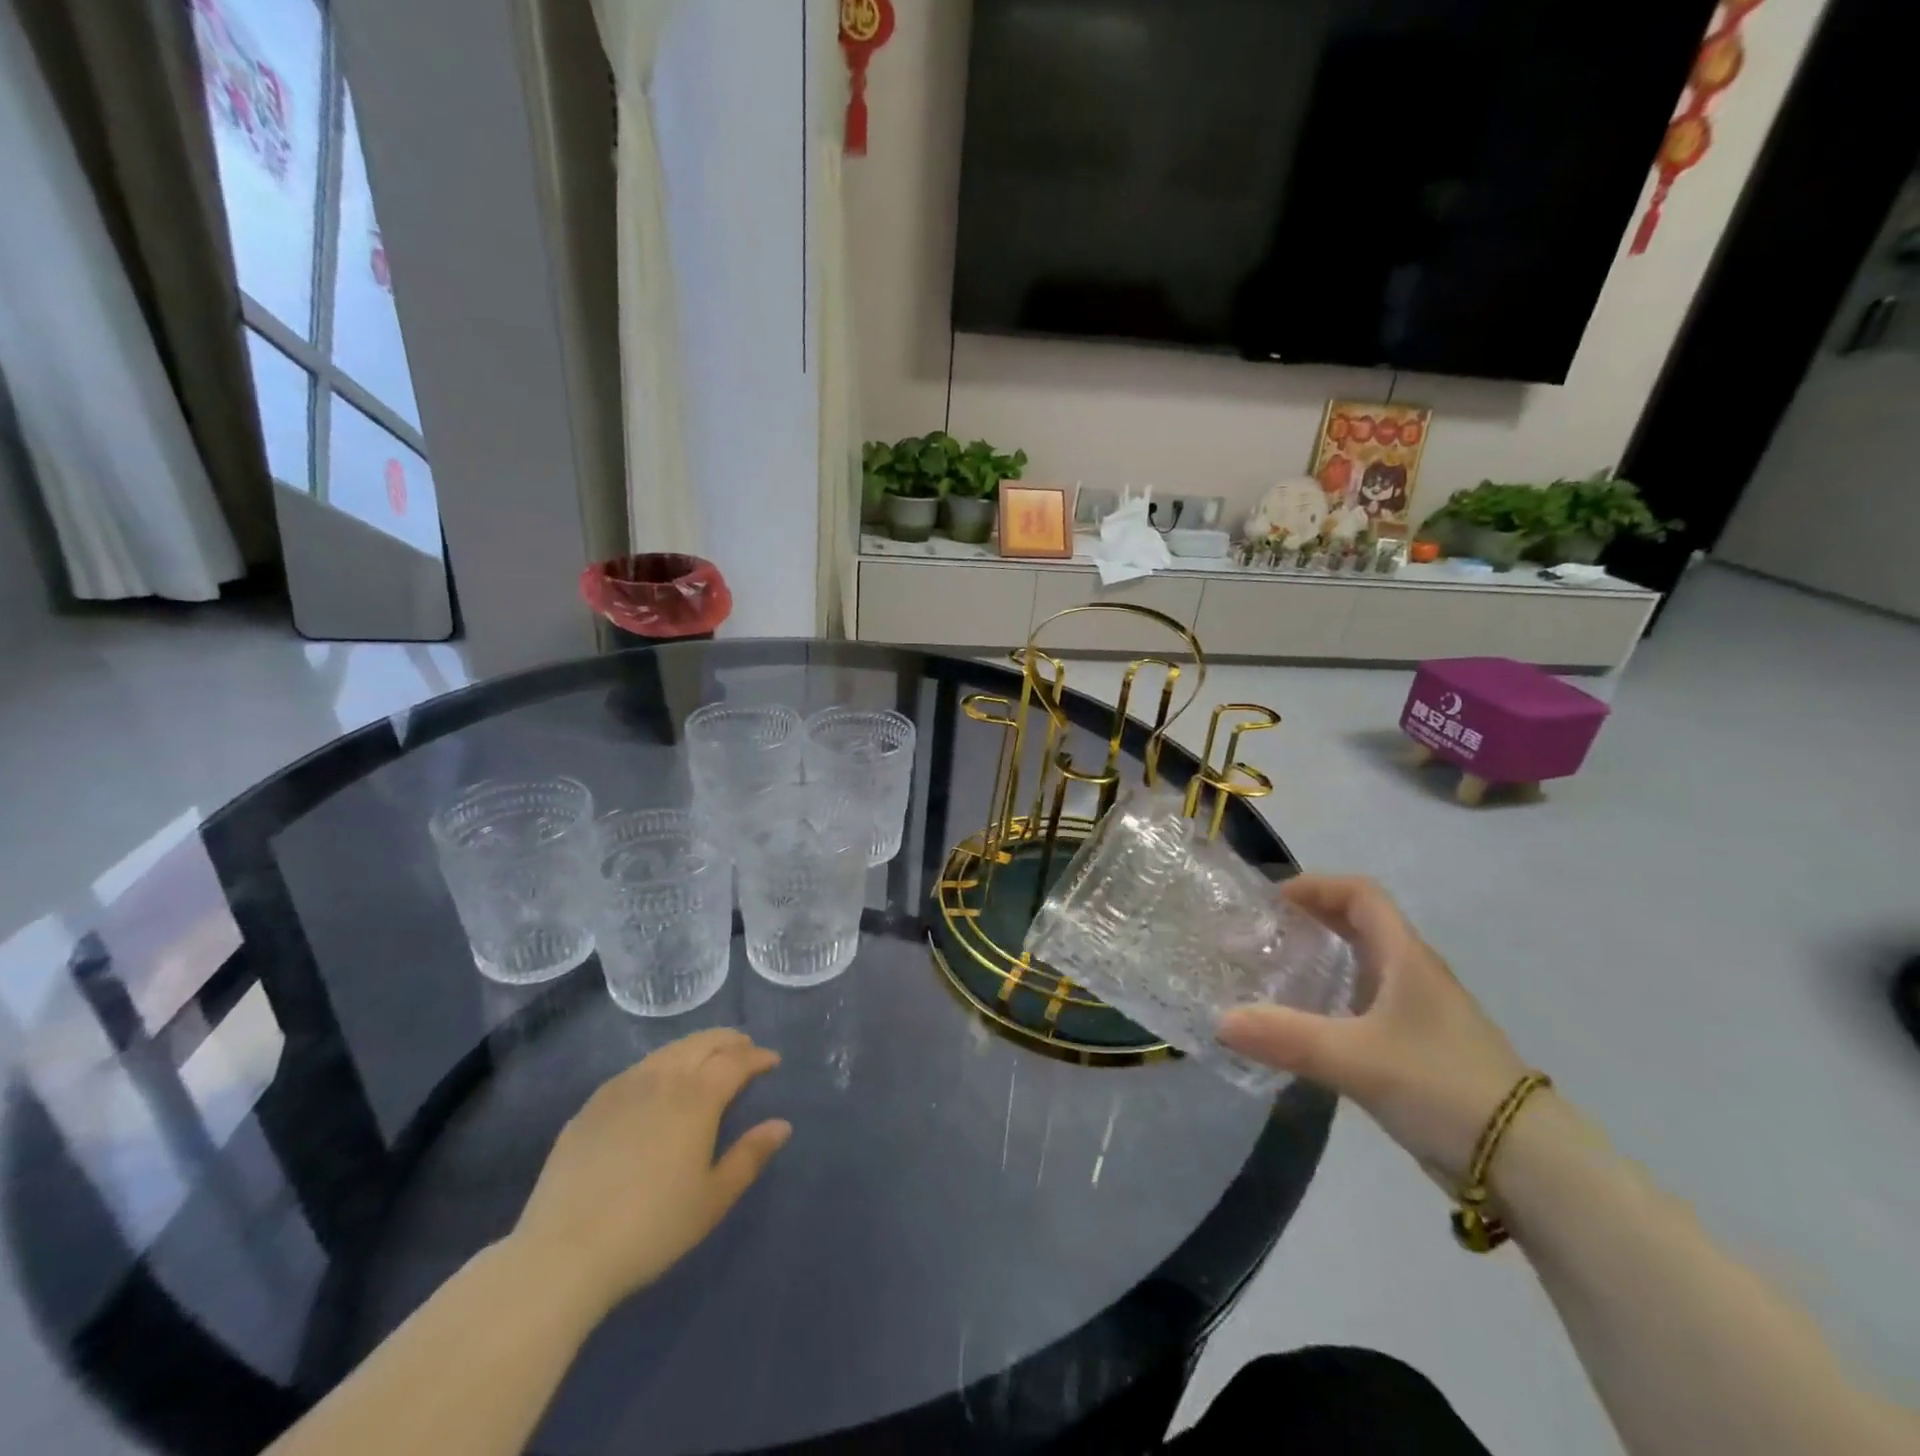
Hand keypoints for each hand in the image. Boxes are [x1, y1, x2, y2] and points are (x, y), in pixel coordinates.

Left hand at [510, 1029, 790, 1313]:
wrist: (563, 1253)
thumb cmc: (651, 1228)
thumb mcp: (713, 1199)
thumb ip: (750, 1156)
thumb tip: (782, 1125)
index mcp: (697, 1097)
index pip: (736, 1060)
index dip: (758, 1056)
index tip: (772, 1061)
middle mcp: (662, 1078)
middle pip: (703, 1043)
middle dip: (729, 1041)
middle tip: (745, 1048)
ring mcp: (622, 1087)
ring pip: (669, 1051)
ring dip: (696, 1048)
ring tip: (707, 1060)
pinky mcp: (592, 1105)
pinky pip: (637, 1069)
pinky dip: (662, 1064)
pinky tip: (659, 1084)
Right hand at [1219, 876, 1527, 1182]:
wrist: (1528, 1166)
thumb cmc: (1443, 1087)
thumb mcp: (1357, 1059)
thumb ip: (1287, 1037)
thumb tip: (1220, 1022)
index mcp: (1406, 957)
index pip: (1361, 894)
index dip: (1316, 886)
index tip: (1272, 903)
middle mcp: (1413, 975)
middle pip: (1359, 926)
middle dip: (1310, 922)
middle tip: (1262, 937)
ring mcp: (1419, 1015)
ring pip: (1362, 968)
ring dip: (1319, 963)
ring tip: (1272, 977)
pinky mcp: (1418, 1050)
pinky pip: (1365, 1008)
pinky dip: (1331, 1003)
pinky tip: (1304, 1028)